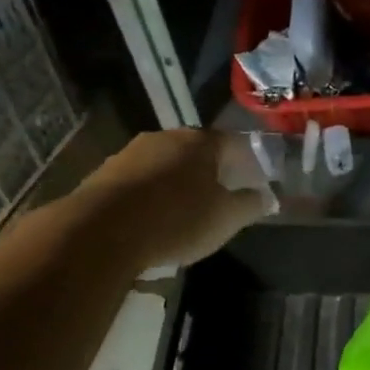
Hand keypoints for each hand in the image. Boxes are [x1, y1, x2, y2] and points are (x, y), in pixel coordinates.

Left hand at [77, 129, 271, 271]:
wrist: (100, 232)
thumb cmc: (176, 219)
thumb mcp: (226, 219)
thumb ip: (251, 205)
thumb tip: (269, 197)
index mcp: (201, 141)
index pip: (234, 142)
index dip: (248, 160)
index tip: (255, 179)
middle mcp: (166, 137)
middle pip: (197, 150)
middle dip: (212, 170)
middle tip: (222, 194)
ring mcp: (131, 152)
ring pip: (165, 163)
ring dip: (178, 181)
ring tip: (186, 209)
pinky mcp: (104, 174)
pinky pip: (139, 180)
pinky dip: (151, 194)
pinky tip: (152, 217)